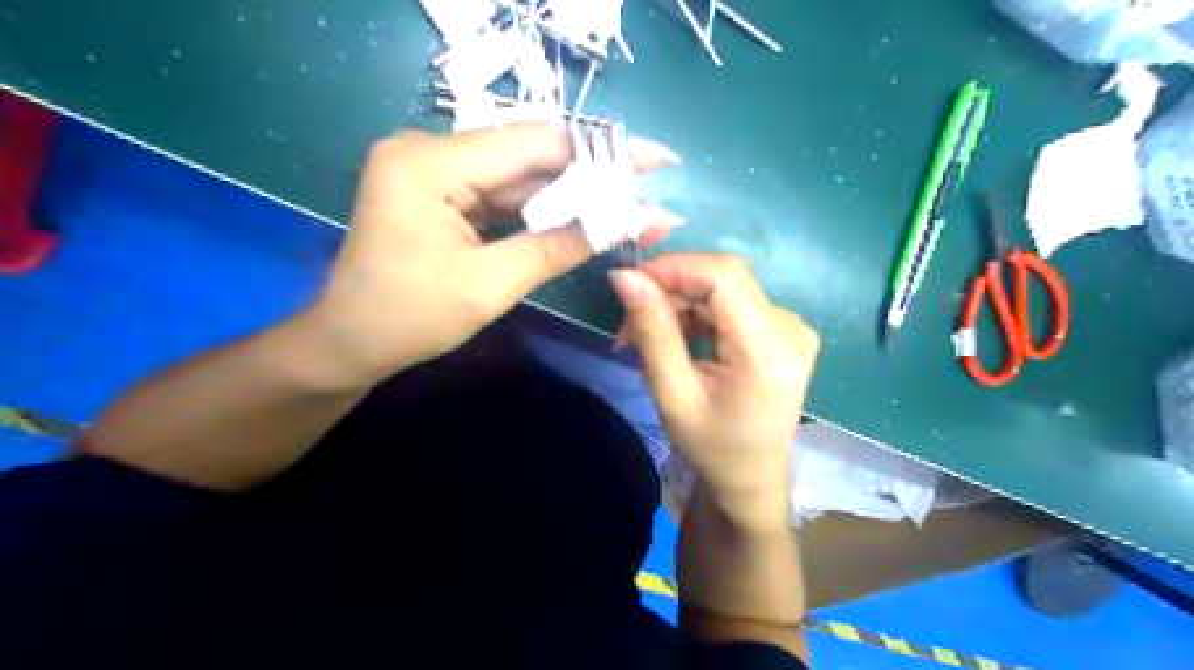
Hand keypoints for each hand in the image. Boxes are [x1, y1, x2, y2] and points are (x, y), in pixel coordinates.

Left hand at [303, 123, 680, 388]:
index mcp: (428, 163)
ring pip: (518, 175)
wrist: (349, 344)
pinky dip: (540, 209)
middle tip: (646, 184)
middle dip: (590, 174)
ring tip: (625, 202)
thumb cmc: (409, 319)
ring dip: (570, 194)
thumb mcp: (491, 285)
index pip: (531, 144)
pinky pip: (501, 194)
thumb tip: (630, 220)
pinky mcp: (440, 191)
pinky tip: (581, 215)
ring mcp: (433, 169)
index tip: (651, 161)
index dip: (597, 152)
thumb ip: (561, 246)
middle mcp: (428, 150)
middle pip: (526, 155)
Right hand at [611, 254, 815, 528]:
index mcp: (769, 349)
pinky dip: (696, 317)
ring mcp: (790, 328)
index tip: (629, 285)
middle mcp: (790, 327)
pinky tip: (675, 343)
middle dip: (668, 292)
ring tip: (644, 341)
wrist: (752, 479)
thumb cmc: (713, 447)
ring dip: (678, 306)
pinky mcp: (782, 331)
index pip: (724, 275)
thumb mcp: (673, 394)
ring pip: (722, 291)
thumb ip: (652, 331)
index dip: (674, 267)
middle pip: (722, 281)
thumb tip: (624, 276)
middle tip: (627, 327)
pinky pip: (730, 306)